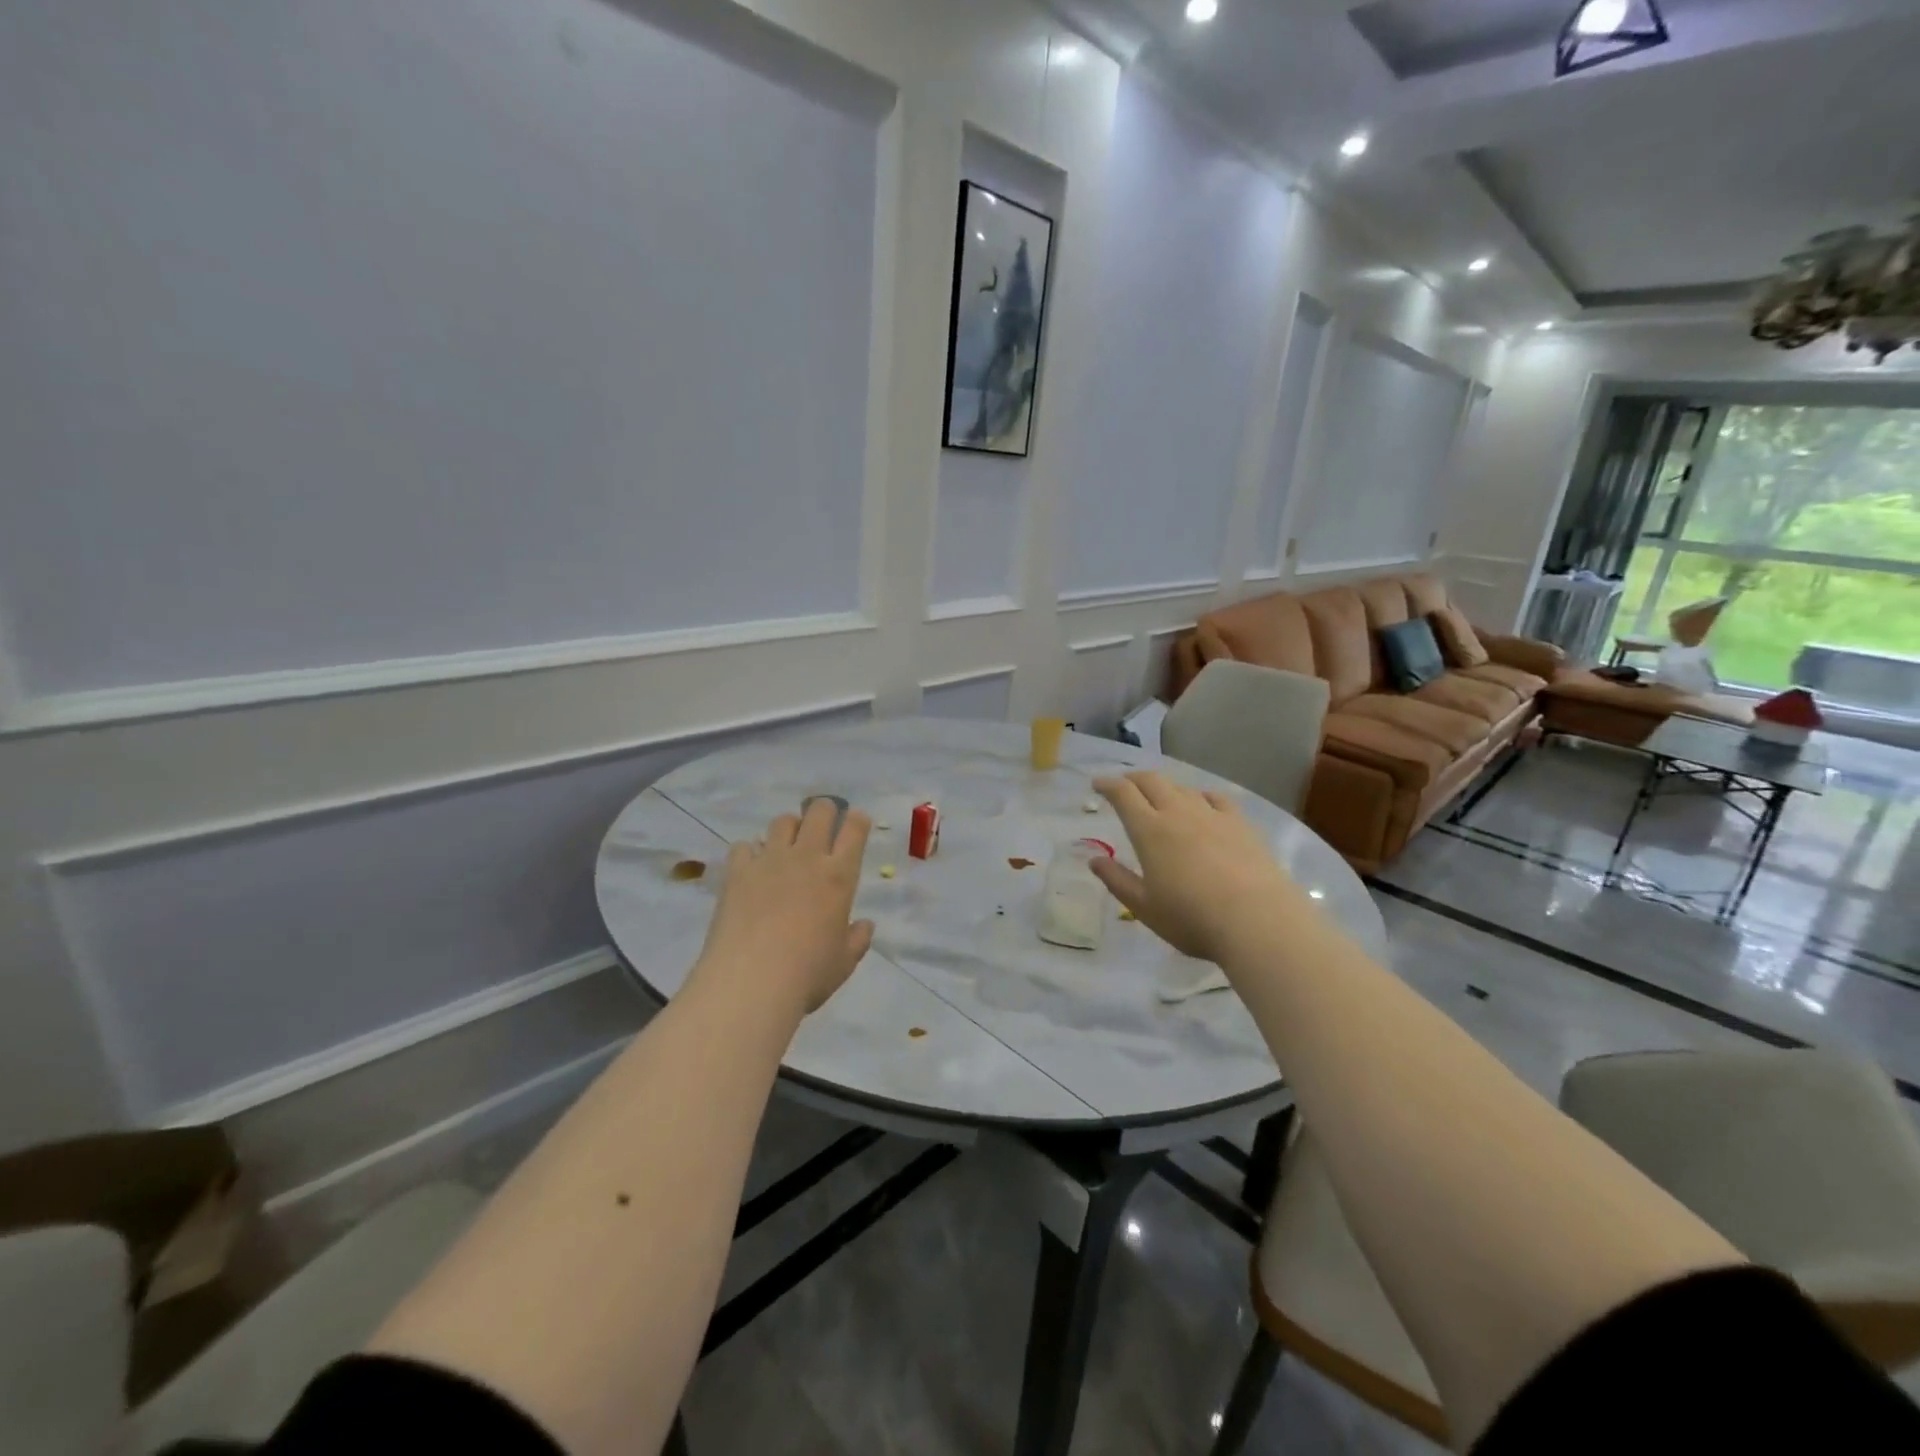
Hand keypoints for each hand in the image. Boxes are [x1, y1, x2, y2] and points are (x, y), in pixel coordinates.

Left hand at [692, 799, 874, 1018]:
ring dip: (789, 828)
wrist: (751, 981)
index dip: (857, 820)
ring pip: (783, 821)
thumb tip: (865, 925)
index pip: (855, 829)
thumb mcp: (844, 962)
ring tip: (786, 846)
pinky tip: (751, 869)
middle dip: (825, 811)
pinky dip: (750, 852)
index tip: (856, 821)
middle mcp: (807, 858)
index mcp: (839, 876)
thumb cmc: (808, 974)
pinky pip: (744, 845)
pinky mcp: (737, 871)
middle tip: (823, 826)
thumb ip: (857, 939)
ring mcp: (769, 860)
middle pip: (819, 812)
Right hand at [1090, 771, 1308, 965]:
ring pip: (1183, 788)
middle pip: (1152, 781)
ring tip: (1160, 796)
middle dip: (1134, 778)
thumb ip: (1117, 880)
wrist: (1258, 920)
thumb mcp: (1144, 907)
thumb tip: (1094, 860)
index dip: (1108, 785)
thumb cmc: (1191, 918)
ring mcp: (1213, 816)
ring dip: (1166, 786)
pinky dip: (1202, 795)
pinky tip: (1204, 802)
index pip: (1124, 794)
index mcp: (1149, 830)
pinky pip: (1217, 799)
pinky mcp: (1241, 825)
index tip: (1098, 784)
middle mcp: (1178, 813)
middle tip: (1124, 784)